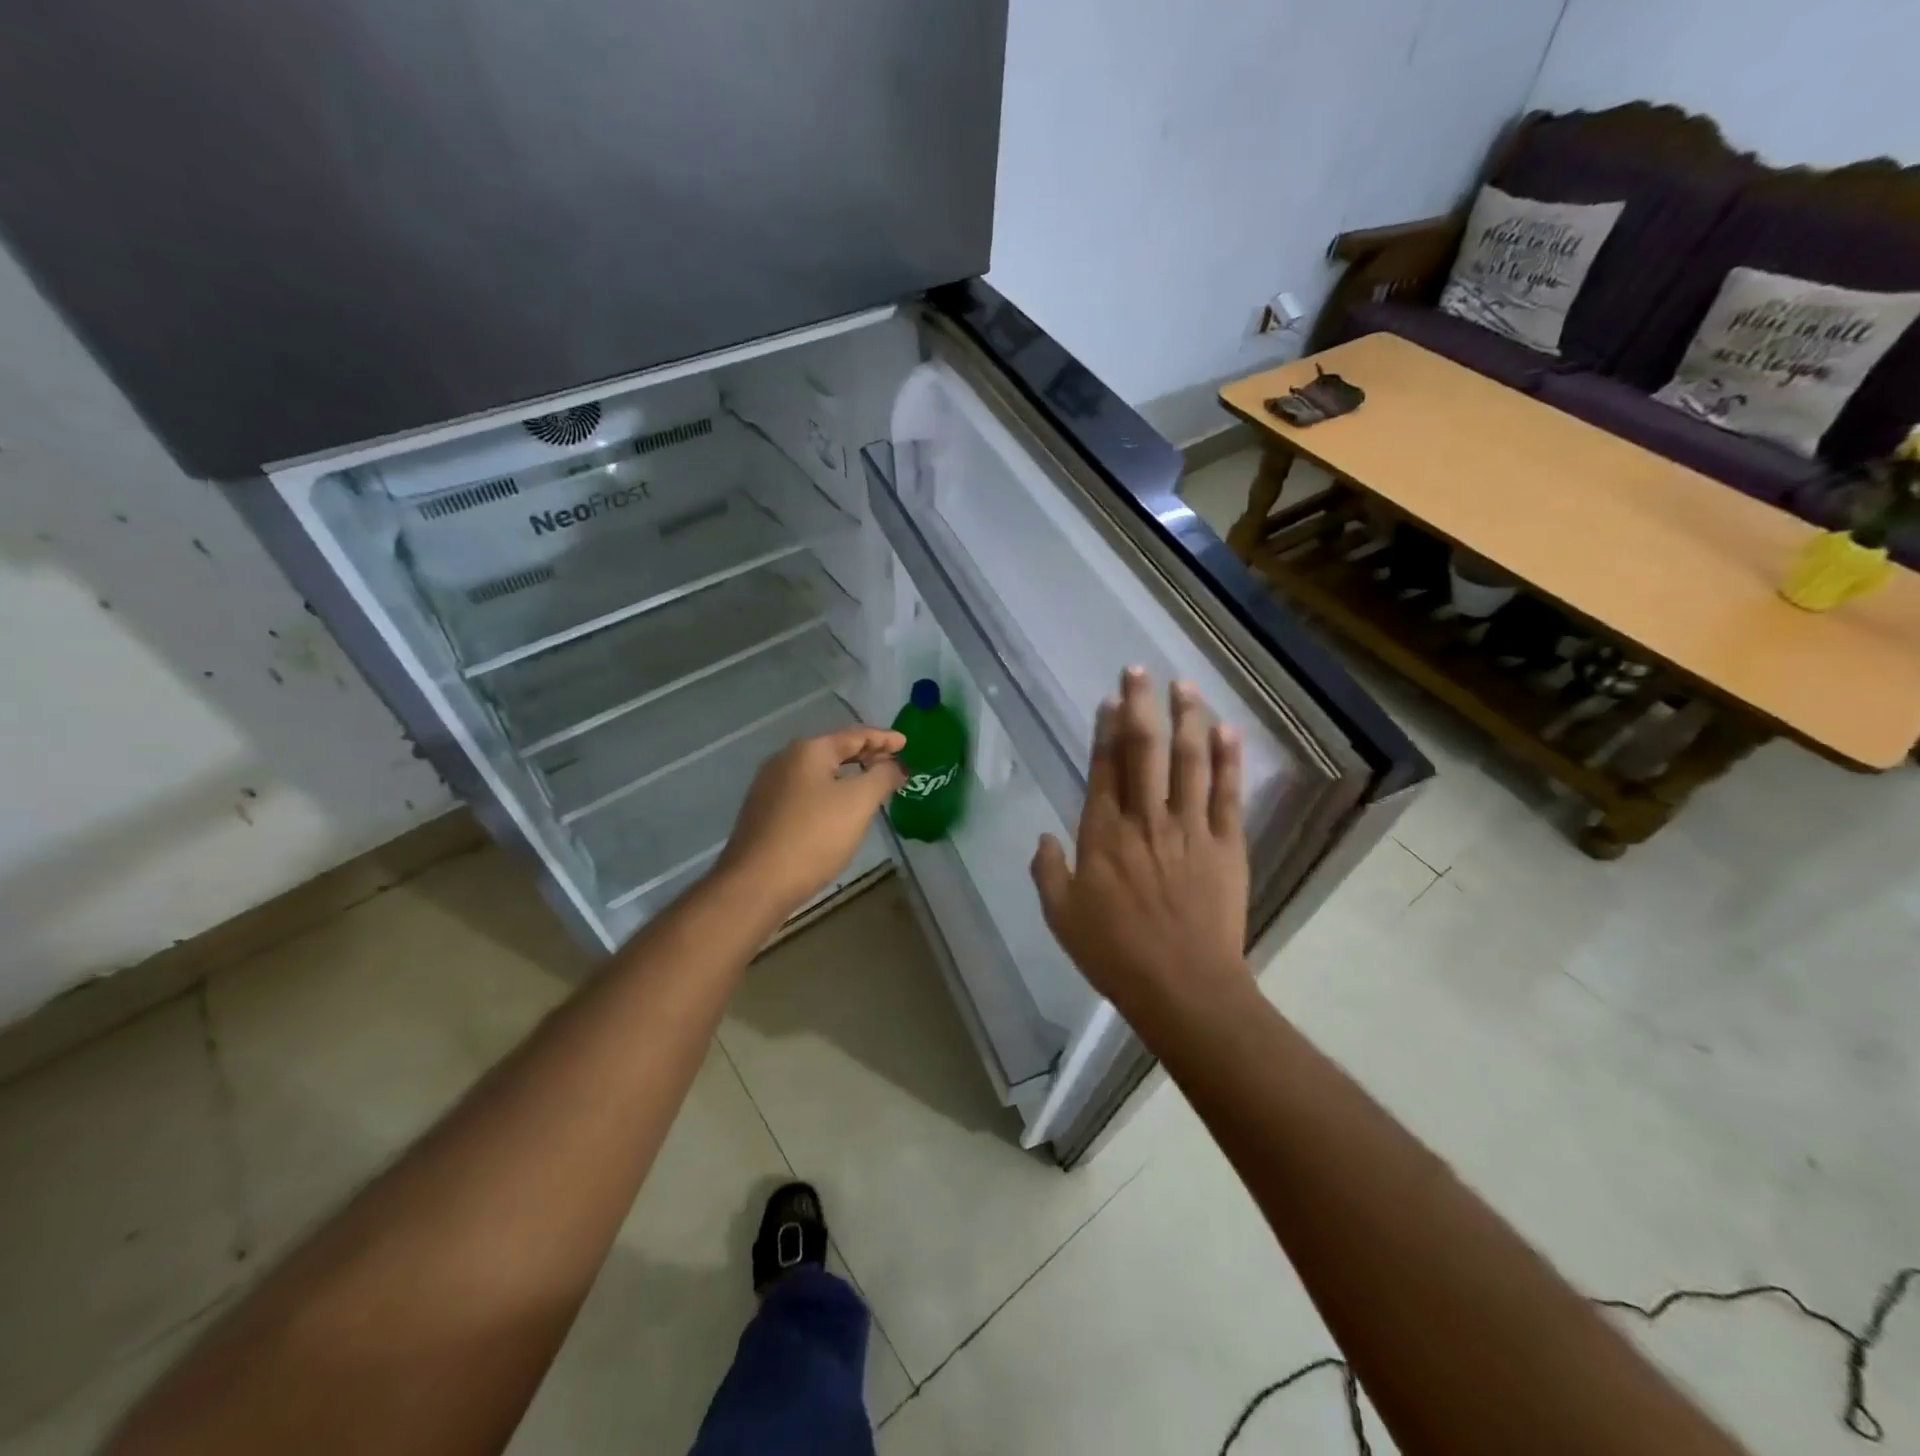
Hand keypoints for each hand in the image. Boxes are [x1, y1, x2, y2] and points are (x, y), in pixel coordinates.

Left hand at [713, 726, 906, 920]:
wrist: (756, 884)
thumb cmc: (813, 836)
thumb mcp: (858, 803)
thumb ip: (882, 777)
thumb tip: (895, 765)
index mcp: (808, 751)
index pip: (855, 735)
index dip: (884, 738)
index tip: (906, 743)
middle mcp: (785, 760)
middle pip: (835, 750)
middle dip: (866, 756)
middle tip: (894, 765)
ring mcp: (770, 786)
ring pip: (819, 772)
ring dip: (848, 775)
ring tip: (871, 786)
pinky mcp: (764, 812)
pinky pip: (806, 792)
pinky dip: (829, 793)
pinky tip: (839, 810)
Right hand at [1031, 668, 1250, 1018]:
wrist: (1184, 987)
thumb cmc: (1116, 953)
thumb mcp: (1062, 917)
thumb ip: (1049, 872)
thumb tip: (1043, 837)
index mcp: (1104, 834)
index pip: (1105, 768)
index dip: (1106, 730)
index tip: (1109, 699)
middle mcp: (1146, 819)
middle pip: (1144, 750)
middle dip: (1140, 706)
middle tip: (1139, 670)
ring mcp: (1190, 828)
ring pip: (1188, 760)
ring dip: (1186, 719)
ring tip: (1184, 686)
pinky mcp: (1226, 844)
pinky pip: (1227, 792)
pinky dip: (1228, 759)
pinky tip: (1226, 730)